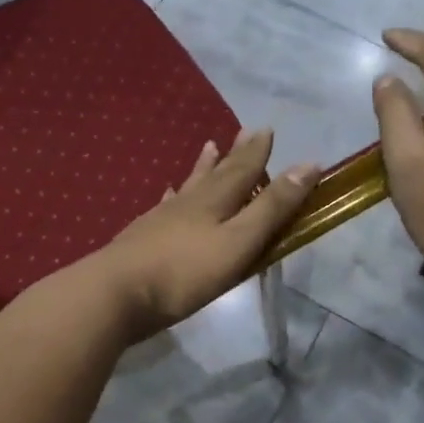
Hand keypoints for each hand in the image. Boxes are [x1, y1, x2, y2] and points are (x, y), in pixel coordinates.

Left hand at [81, 129, 317, 340]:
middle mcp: (189, 203)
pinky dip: (171, 197)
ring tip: (208, 147)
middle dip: (234, 155)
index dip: (258, 152)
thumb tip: (308, 165)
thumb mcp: (238, 242)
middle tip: (244, 131)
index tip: (267, 129)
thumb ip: (272, 208)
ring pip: (189, 187)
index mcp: (215, 202)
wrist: (116, 293)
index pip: (243, 170)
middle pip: (216, 174)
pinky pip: (164, 208)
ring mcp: (161, 219)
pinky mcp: (143, 238)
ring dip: (202, 168)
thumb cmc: (184, 272)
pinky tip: (168, 194)